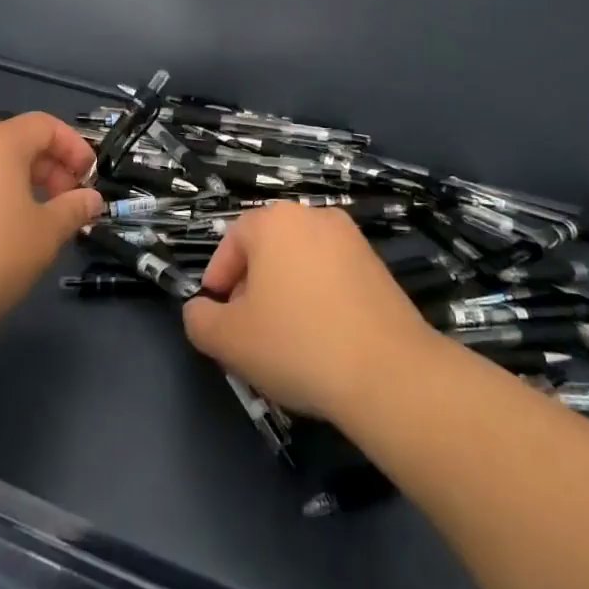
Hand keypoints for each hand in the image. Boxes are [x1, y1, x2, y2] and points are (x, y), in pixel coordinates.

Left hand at [0, 113, 102, 344]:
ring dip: (21, 184)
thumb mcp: (44, 235)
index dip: (73, 147)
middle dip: (49, 168)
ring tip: (35, 223)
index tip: (88, 178)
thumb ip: (72, 210)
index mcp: (0, 142)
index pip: (46, 125)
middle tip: (66, 204)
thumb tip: (90, 198)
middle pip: (17, 142)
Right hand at [181, 203, 435, 423]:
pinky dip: (319, 299)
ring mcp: (351, 240)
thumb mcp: (229, 340)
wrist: (389, 372)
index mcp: (274, 221)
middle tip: (247, 329)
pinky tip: (322, 340)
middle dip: (252, 286)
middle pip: (268, 248)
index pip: (233, 241)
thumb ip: (200, 320)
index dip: (218, 278)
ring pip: (301, 262)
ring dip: (286, 292)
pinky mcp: (379, 267)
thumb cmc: (297, 344)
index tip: (217, 314)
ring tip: (285, 339)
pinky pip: (333, 276)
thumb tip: (199, 310)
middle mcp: (313, 217)